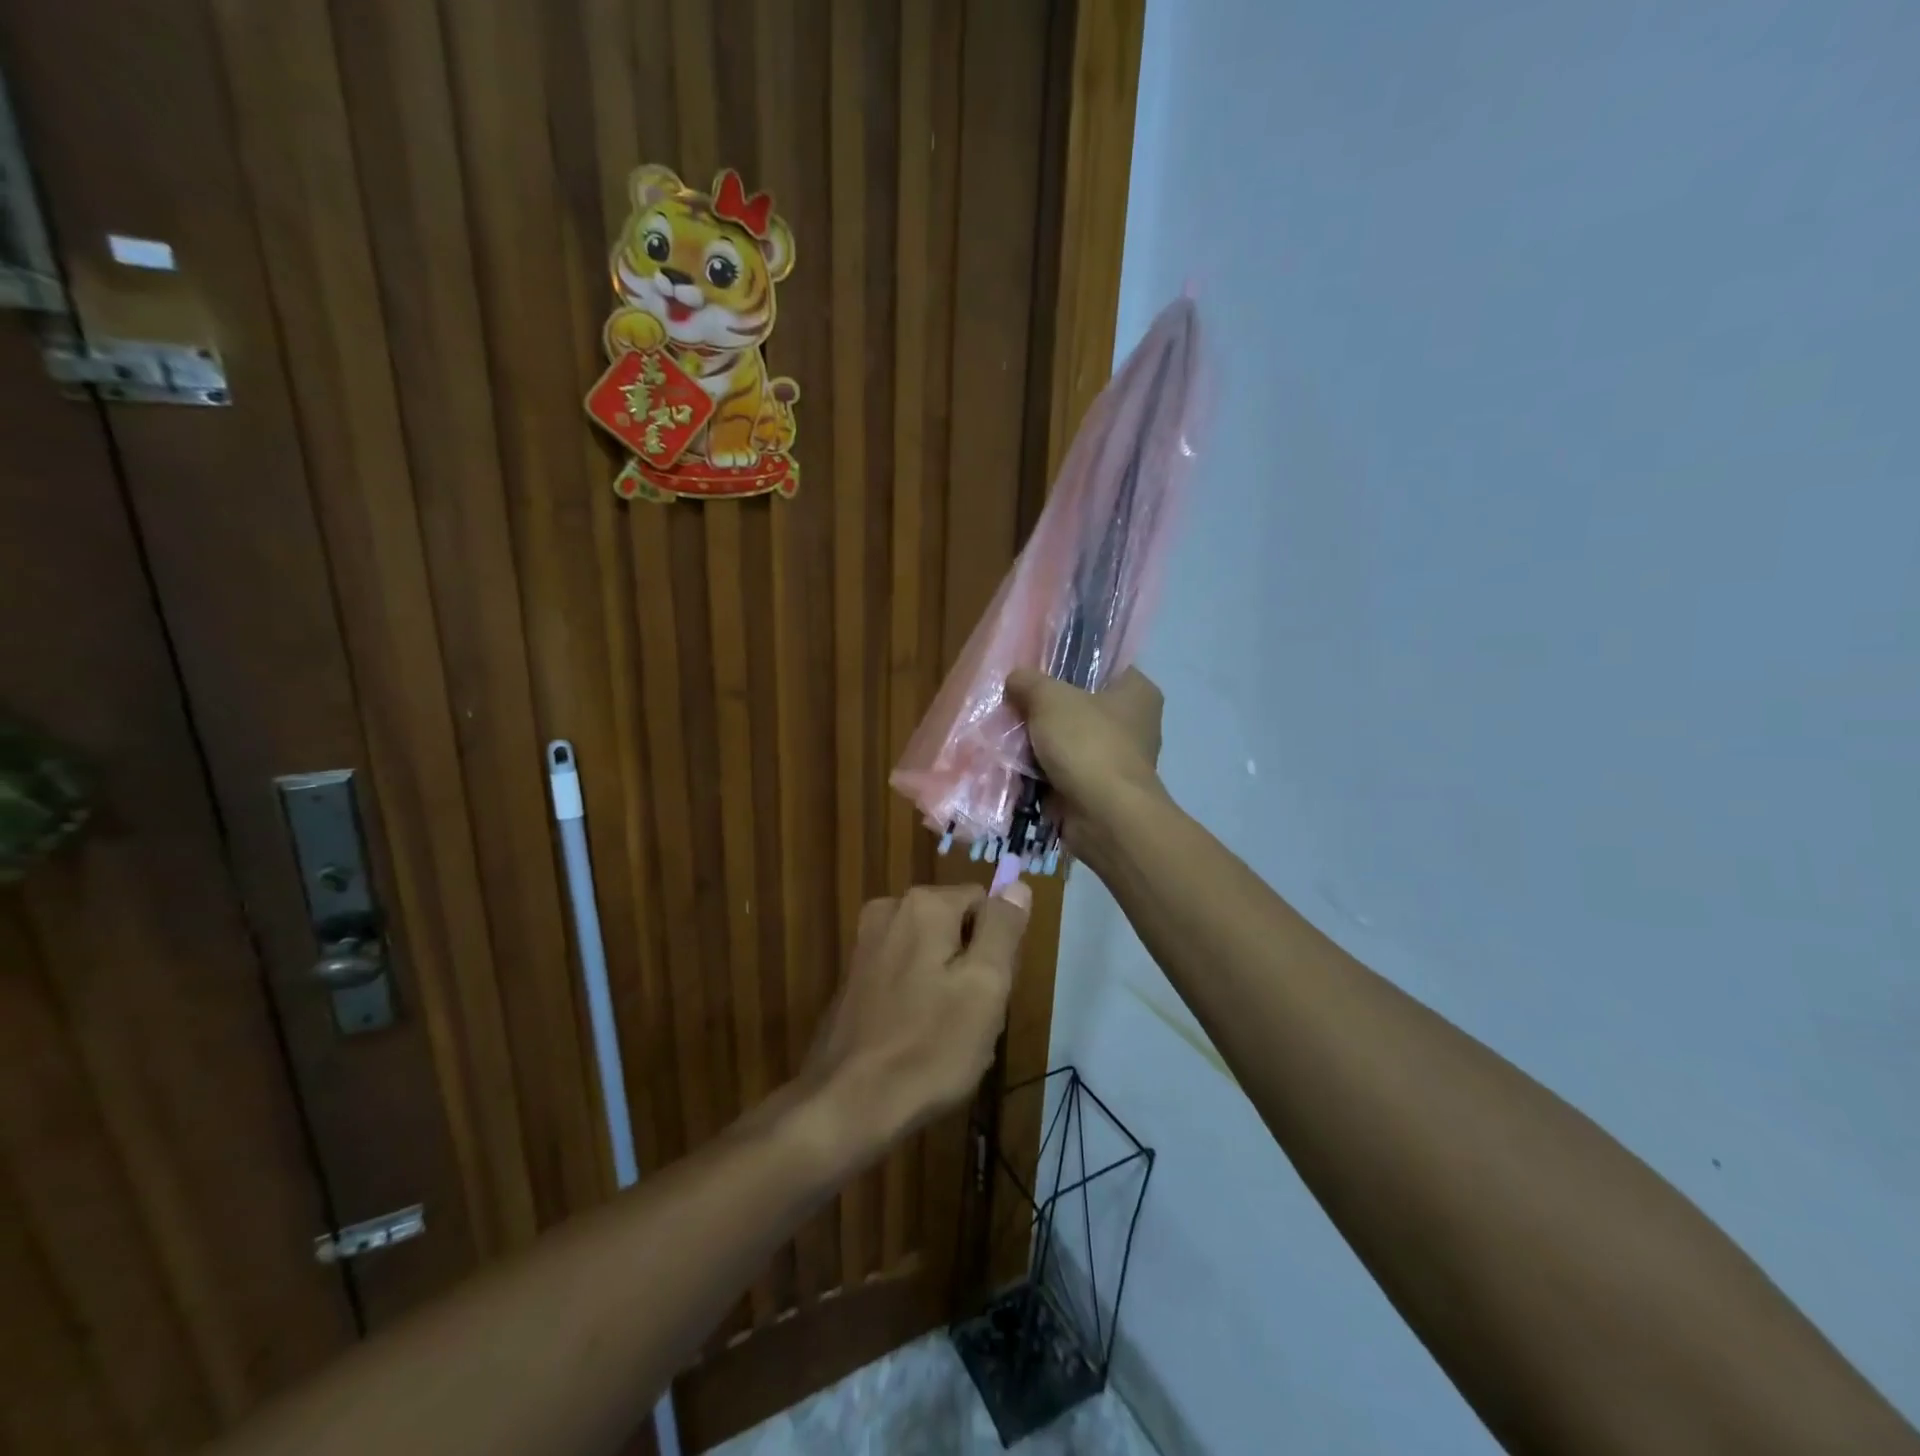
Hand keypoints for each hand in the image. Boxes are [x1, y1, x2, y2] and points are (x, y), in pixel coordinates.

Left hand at [801, 884, 1031, 1157]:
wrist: (848, 1104)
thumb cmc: (929, 1046)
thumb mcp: (985, 986)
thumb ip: (1003, 929)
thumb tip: (1016, 884)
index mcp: (924, 904)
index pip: (985, 904)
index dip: (997, 947)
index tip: (990, 990)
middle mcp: (889, 909)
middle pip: (957, 925)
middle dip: (971, 965)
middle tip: (970, 1016)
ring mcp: (866, 943)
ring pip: (931, 951)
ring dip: (946, 984)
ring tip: (944, 1033)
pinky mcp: (854, 976)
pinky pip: (905, 972)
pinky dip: (917, 996)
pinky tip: (916, 1037)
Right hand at [1006, 667, 1165, 850]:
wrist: (1104, 817)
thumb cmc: (1087, 744)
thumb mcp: (1051, 699)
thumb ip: (1030, 682)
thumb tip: (1016, 679)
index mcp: (1138, 692)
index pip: (1103, 666)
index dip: (1068, 665)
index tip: (1035, 670)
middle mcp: (1134, 724)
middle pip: (1081, 705)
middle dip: (1047, 708)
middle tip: (1014, 703)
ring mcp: (1118, 760)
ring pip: (1070, 741)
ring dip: (1041, 743)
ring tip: (1007, 734)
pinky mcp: (1100, 790)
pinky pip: (1064, 771)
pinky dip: (1042, 771)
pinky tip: (1014, 765)